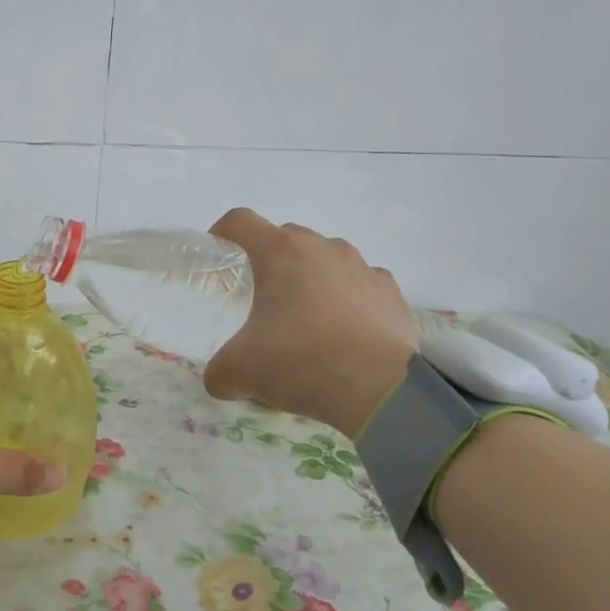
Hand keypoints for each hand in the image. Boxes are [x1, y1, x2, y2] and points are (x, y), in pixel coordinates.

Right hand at [203, 208, 417, 437]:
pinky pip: (361, 283)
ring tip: (306, 317)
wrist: (379, 389)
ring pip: (326, 258)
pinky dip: (348, 298)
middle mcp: (323, 248)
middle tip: (260, 297)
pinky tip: (344, 330)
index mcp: (280, 253)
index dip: (222, 232)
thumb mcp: (240, 371)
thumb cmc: (300, 361)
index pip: (240, 221)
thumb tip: (219, 381)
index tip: (218, 255)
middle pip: (285, 238)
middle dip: (269, 261)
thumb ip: (219, 372)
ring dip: (311, 277)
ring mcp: (362, 267)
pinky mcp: (391, 292)